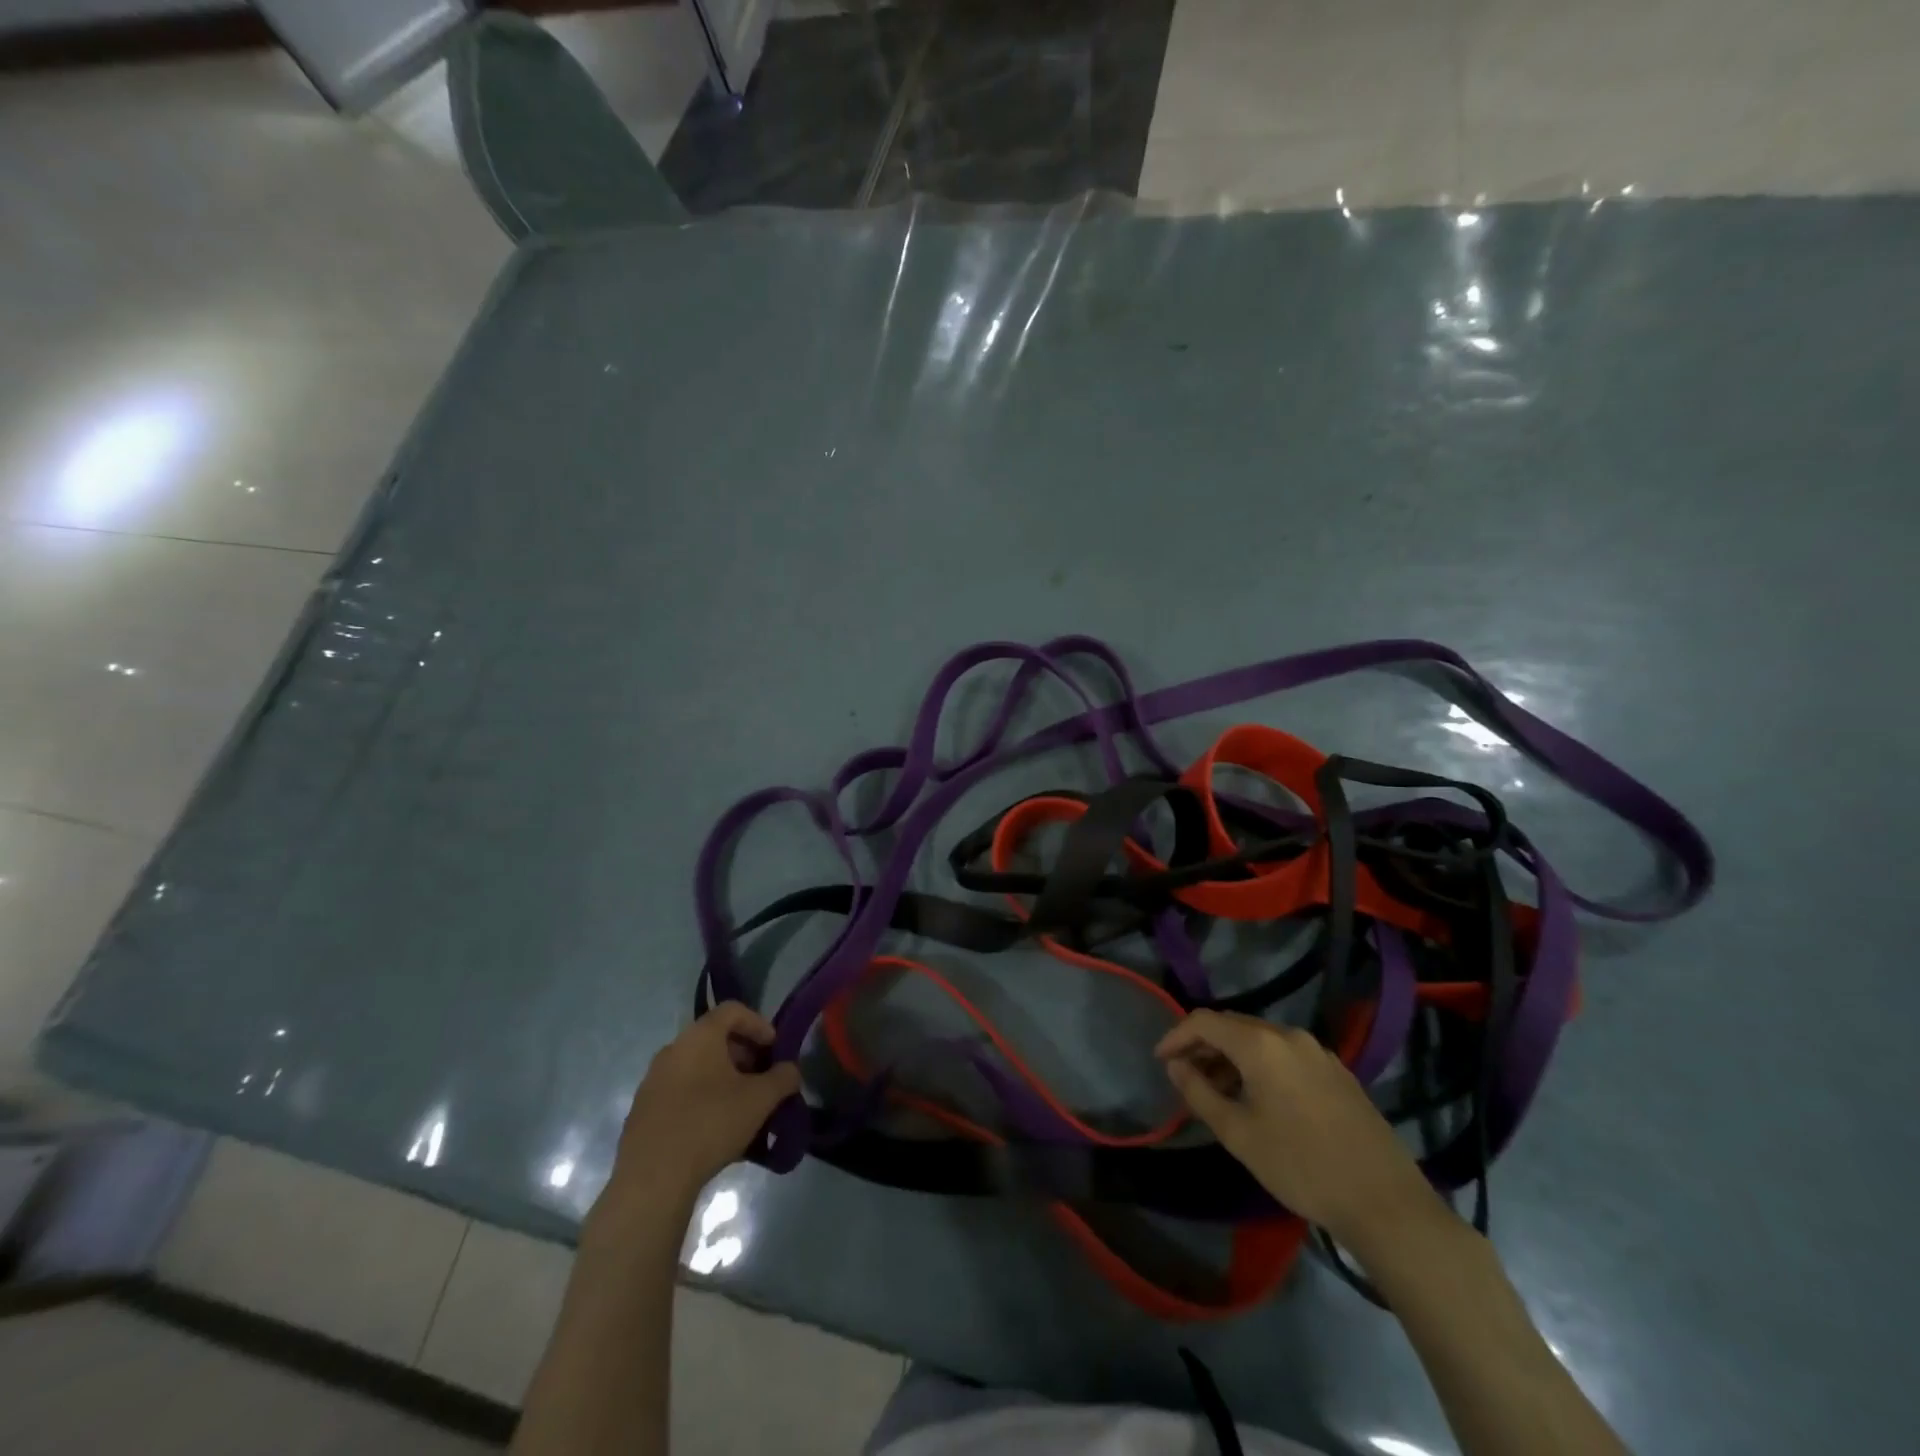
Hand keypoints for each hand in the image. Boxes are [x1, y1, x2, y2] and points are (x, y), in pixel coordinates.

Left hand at [605, 1003, 800, 1208]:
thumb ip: (783, 1078)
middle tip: (763, 1080)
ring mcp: (653, 1081)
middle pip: (715, 1039)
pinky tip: (717, 1130)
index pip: (733, 1010)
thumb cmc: (710, 1124)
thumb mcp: (760, 1099)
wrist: (652, 1180)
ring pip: (698, 1068)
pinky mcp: (643, 1112)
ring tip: (744, 1108)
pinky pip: (682, 1093)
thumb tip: (790, 1071)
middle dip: (745, 1055)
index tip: (775, 1049)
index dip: (759, 1024)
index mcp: (698, 1036)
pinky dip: (703, 1099)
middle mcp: (672, 1050)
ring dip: (725, 1080)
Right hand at [1155, 1009, 1440, 1248]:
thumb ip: (1199, 1093)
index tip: (1160, 1061)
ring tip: (1217, 1092)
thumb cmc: (1301, 1166)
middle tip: (1184, 1076)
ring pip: (1260, 1041)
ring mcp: (1318, 1052)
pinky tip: (1258, 1099)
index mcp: (1261, 1044)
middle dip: (1203, 1046)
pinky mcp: (1337, 1072)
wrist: (1385, 1202)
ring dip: (1232, 1057)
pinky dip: (1260, 1066)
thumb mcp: (1238, 1134)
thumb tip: (1176, 1066)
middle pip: (1233, 1026)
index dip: (1176, 1036)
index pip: (1204, 1021)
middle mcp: (1289, 1035)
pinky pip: (1285, 1055)